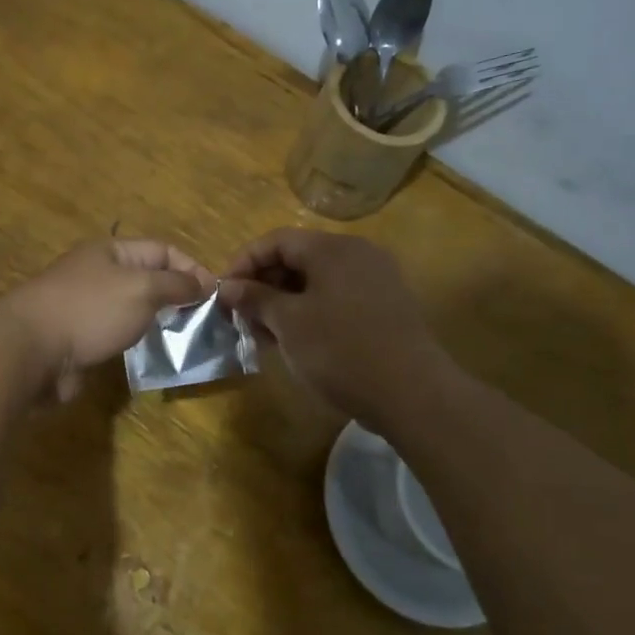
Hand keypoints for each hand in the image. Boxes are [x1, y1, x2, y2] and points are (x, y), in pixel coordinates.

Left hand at [1, 239, 214, 401]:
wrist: (31, 350)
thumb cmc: (90, 310)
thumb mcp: (142, 289)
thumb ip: (176, 285)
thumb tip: (204, 282)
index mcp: (111, 251)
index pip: (162, 250)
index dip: (191, 267)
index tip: (215, 295)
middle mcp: (99, 273)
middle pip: (148, 278)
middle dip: (177, 296)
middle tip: (204, 321)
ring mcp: (87, 306)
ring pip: (132, 308)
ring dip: (157, 321)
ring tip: (184, 339)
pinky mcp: (79, 338)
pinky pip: (116, 334)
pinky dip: (136, 341)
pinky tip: (152, 354)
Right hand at [219, 229, 447, 428]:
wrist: (412, 394)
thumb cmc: (341, 351)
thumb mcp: (289, 324)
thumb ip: (255, 299)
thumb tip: (228, 287)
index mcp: (333, 248)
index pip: (276, 240)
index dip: (243, 263)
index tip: (223, 294)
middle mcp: (357, 254)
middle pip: (298, 257)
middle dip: (264, 285)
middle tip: (242, 317)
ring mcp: (376, 280)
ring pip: (317, 281)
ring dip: (285, 302)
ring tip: (265, 335)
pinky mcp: (386, 307)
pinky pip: (337, 298)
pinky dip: (311, 312)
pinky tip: (297, 342)